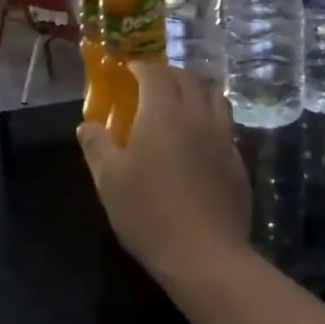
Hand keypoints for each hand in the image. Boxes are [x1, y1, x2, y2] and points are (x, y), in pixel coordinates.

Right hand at [77, 63, 251, 281]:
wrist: (205, 257)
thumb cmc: (149, 214)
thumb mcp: (109, 181)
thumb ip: (97, 146)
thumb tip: (86, 126)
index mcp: (164, 113)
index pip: (155, 72)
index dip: (141, 67)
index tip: (128, 71)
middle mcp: (197, 116)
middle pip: (188, 79)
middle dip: (168, 74)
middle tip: (150, 85)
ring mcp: (223, 138)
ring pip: (214, 97)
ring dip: (195, 91)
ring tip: (179, 106)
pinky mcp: (238, 162)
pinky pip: (225, 127)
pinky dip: (210, 120)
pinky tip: (198, 143)